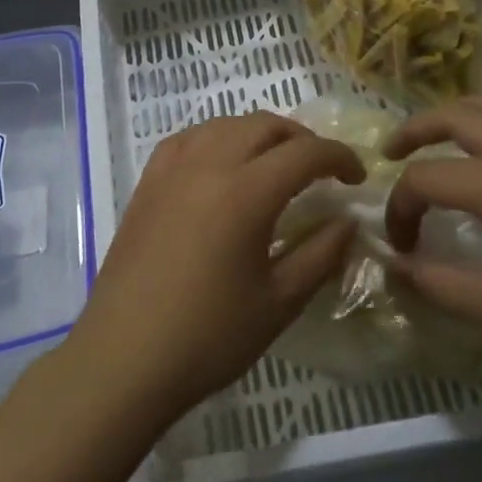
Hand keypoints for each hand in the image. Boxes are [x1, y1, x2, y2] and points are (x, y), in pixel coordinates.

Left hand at [62, 112, 364, 424]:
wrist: (124, 357)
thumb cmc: (208, 336)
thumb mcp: (279, 302)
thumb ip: (321, 254)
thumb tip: (347, 222)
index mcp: (245, 193)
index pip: (305, 153)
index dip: (339, 157)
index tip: (357, 178)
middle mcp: (207, 165)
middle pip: (264, 125)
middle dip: (301, 139)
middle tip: (320, 170)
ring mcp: (170, 171)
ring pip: (223, 125)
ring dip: (258, 134)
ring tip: (274, 164)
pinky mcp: (147, 184)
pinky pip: (187, 139)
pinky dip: (216, 139)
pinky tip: (221, 165)